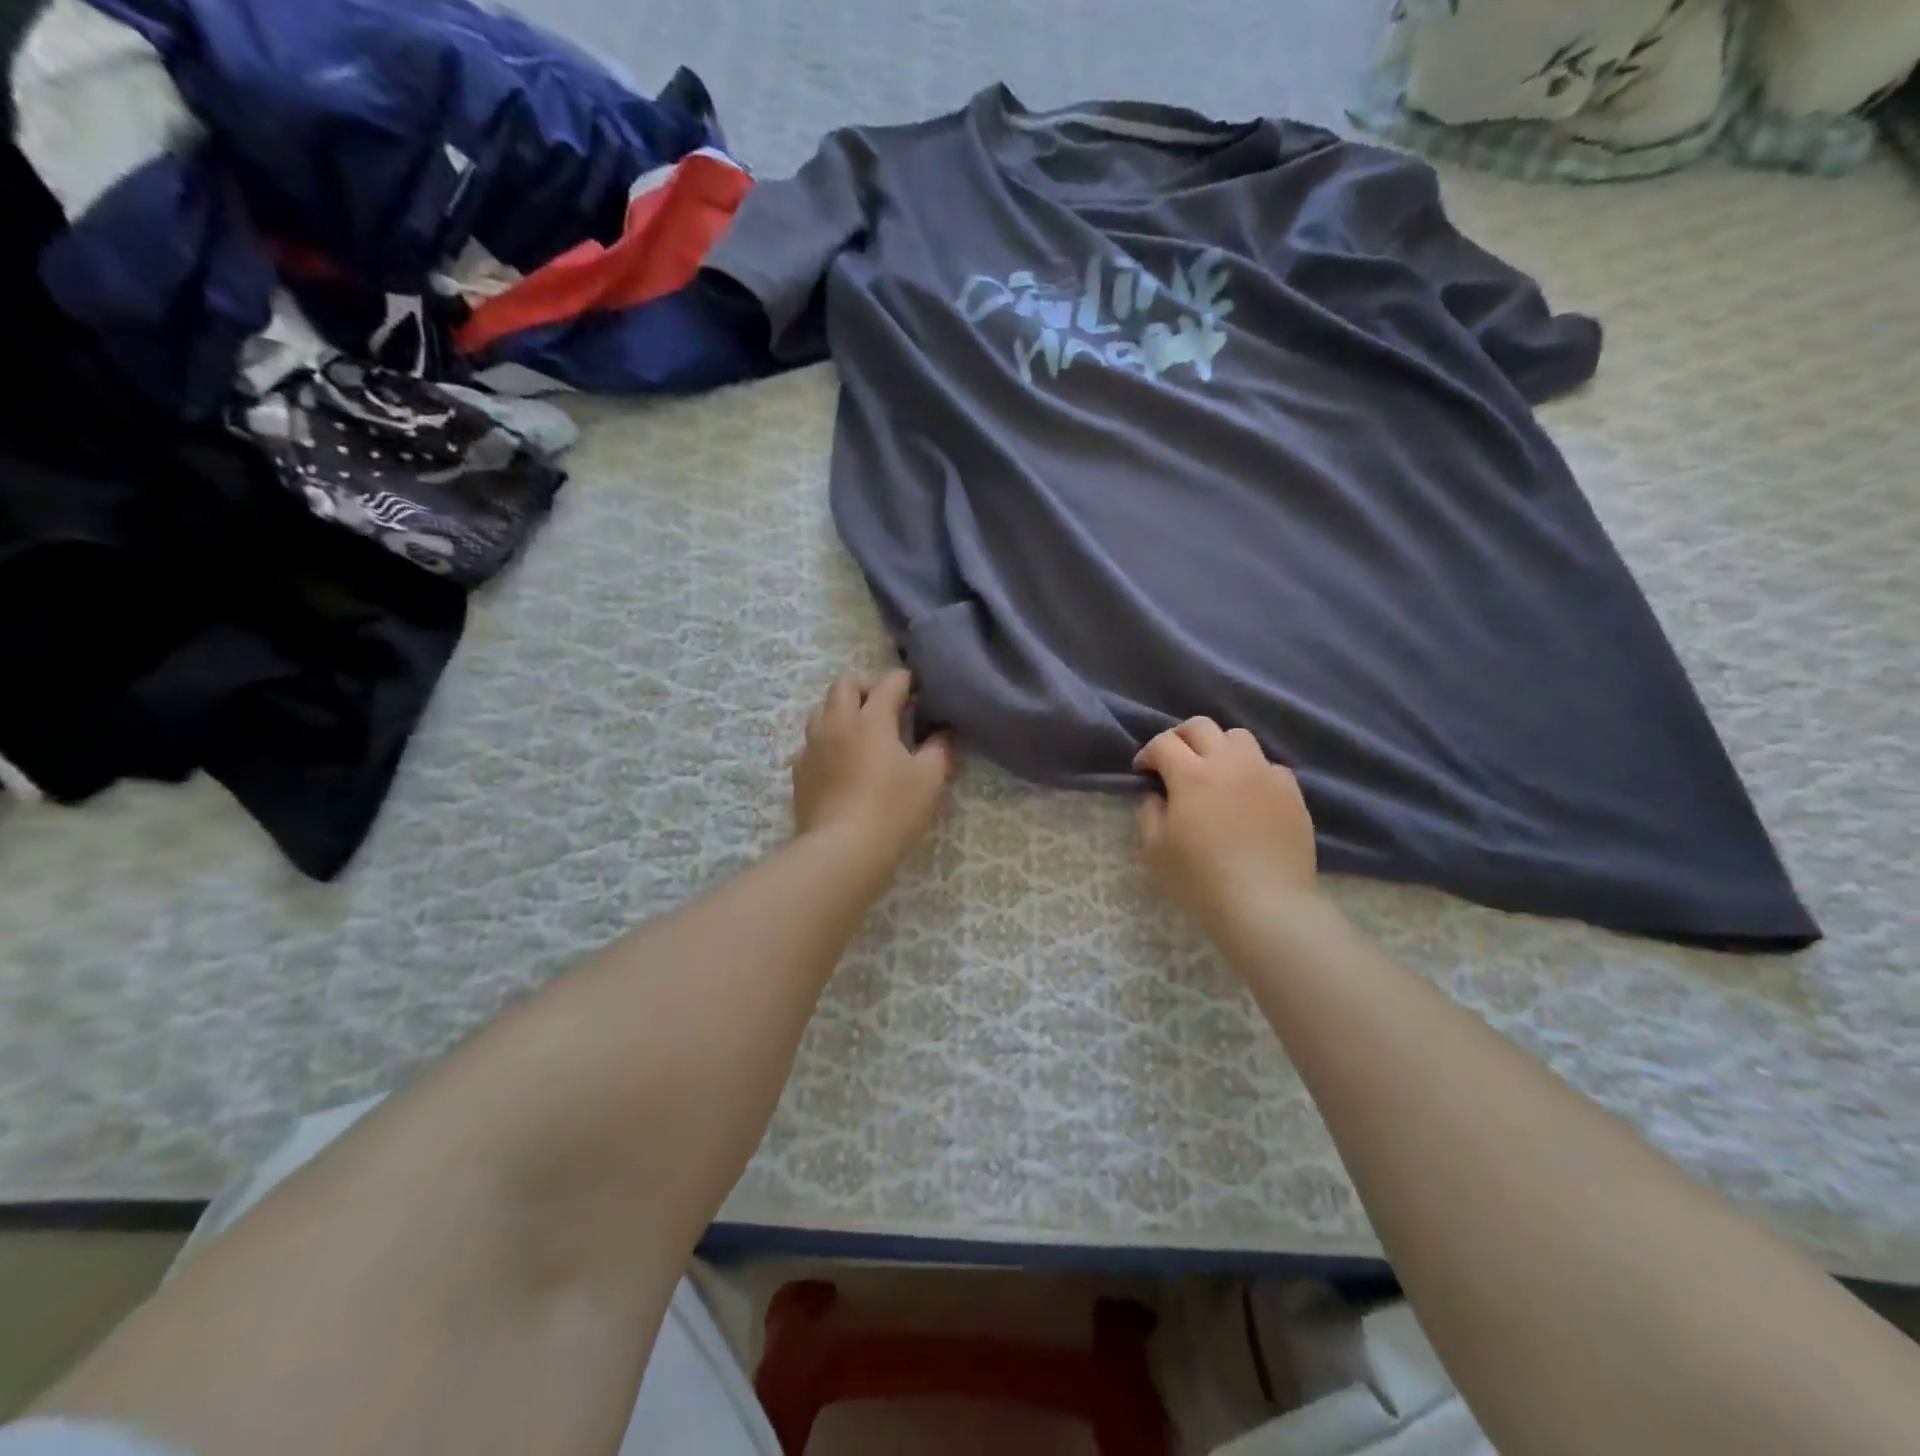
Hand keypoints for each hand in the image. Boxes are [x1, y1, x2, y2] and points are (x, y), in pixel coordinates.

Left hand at [792, 670, 953, 866]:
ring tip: (861, 730)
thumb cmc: (892, 809)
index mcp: (871, 719)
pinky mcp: (800, 770)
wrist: (842, 849)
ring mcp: (813, 746)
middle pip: (845, 684)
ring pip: (822, 709)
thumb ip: (939, 748)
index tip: (918, 690)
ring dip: (842, 709)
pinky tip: (841, 761)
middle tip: (886, 705)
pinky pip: (811, 742)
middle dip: (867, 686)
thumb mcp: (929, 778)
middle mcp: (837, 723)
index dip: (906, 681)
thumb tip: (943, 732)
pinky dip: (828, 740)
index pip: (889, 683)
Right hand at [1136, 718, 1319, 925]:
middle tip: (1173, 763)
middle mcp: (1229, 762)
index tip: (1143, 773)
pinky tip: (1246, 794)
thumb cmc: (1201, 879)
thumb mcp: (1155, 849)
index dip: (1148, 754)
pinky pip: (1268, 764)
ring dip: (1218, 747)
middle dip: (1180, 738)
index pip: (1163, 743)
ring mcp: (1264, 773)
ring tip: (1214, 772)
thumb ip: (1149, 811)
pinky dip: (1251, 769)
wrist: (1266, 903)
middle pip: (1201, 726)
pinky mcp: (1291, 790)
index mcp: (1191, 774)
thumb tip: (1154, 793)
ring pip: (1238, 736)